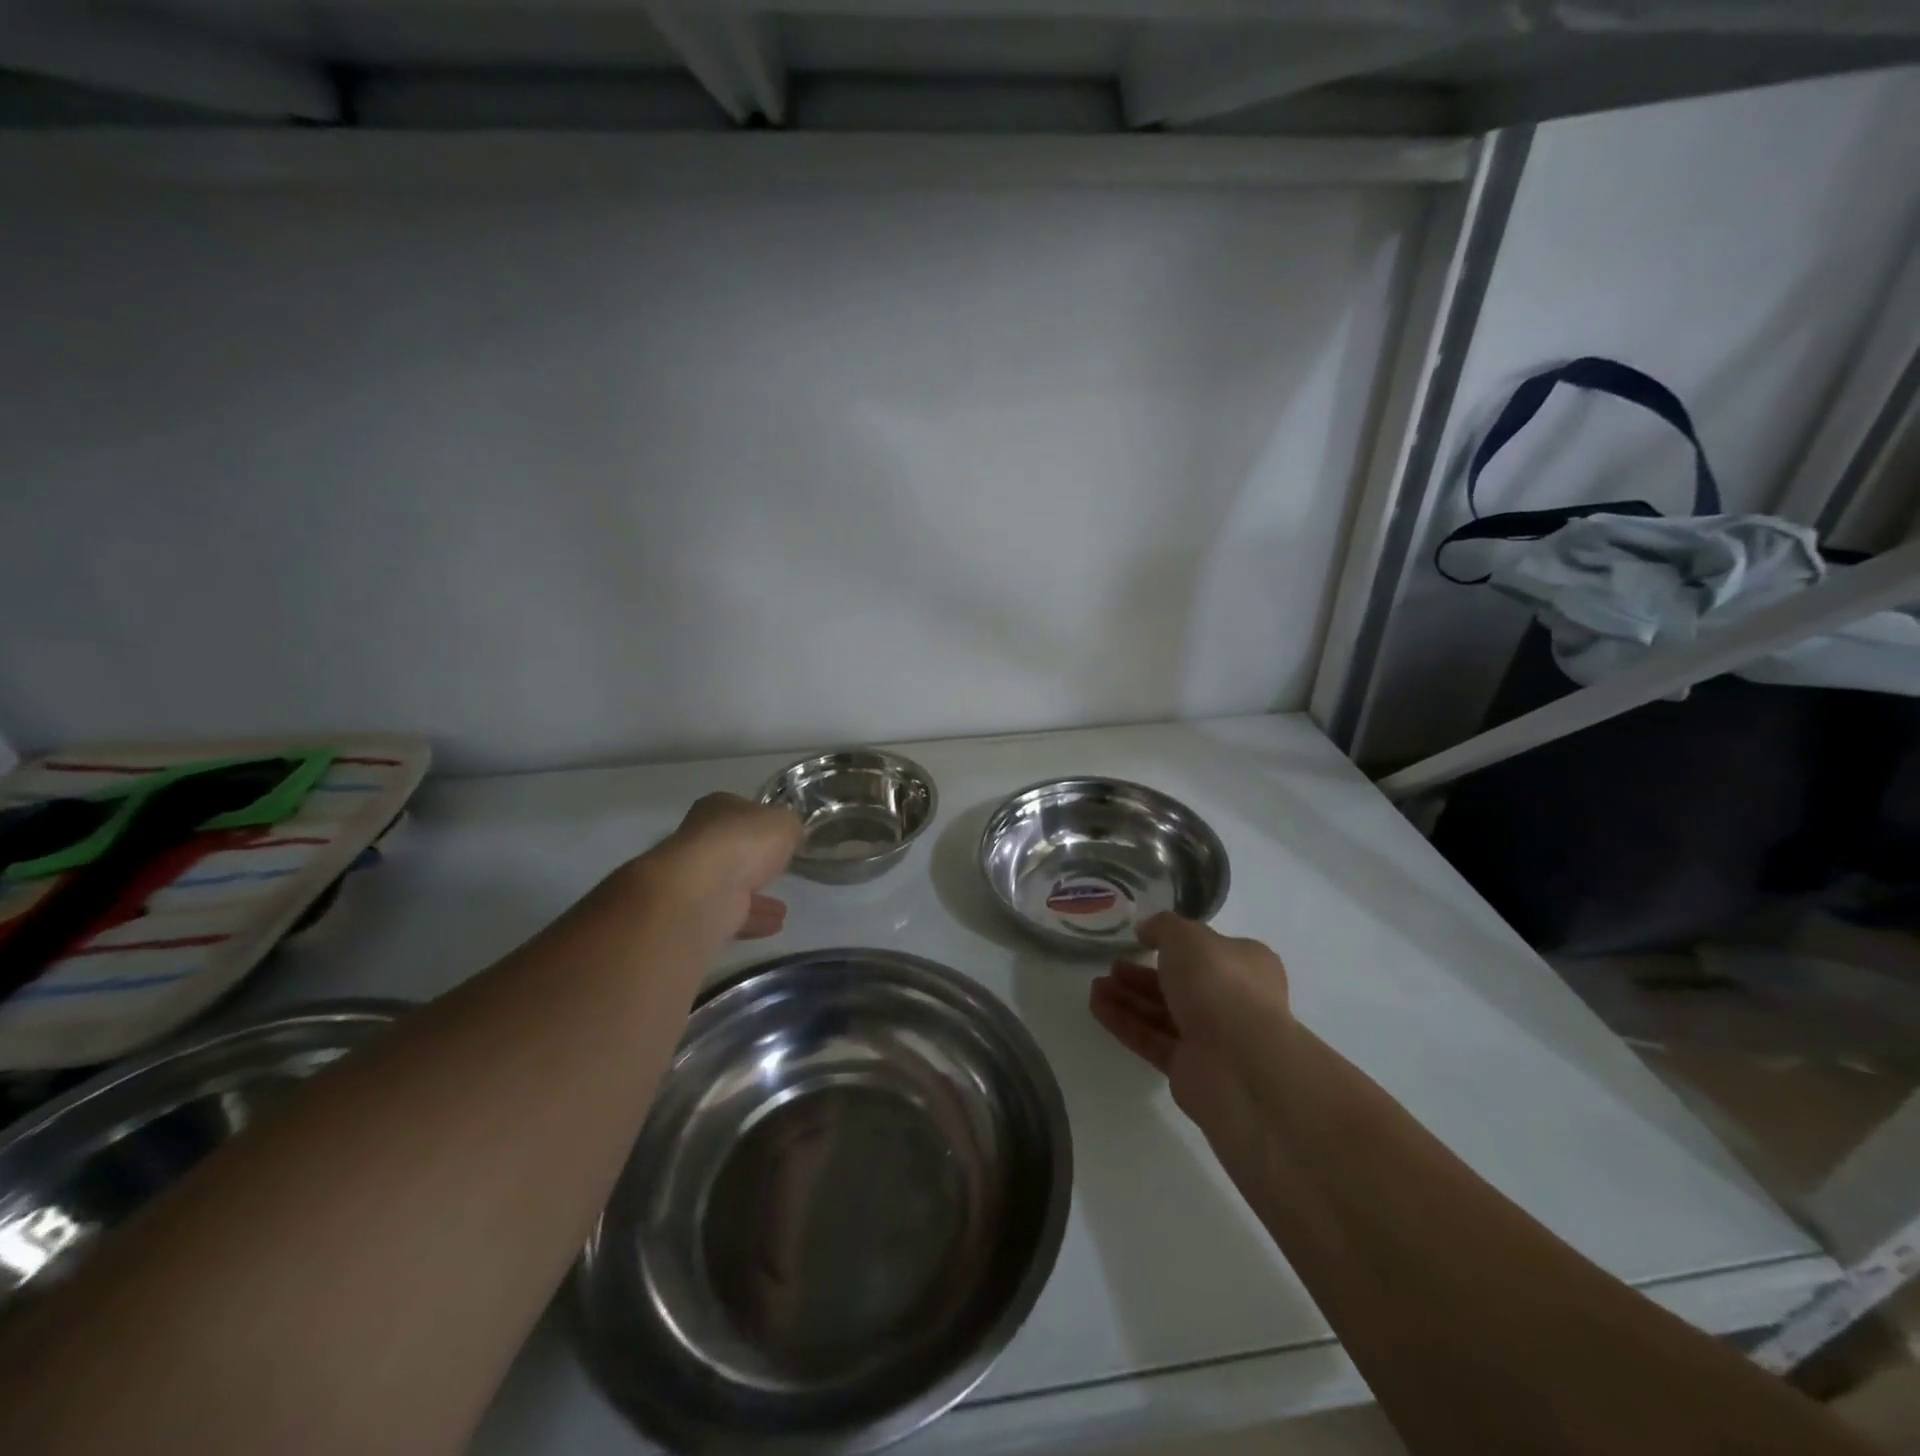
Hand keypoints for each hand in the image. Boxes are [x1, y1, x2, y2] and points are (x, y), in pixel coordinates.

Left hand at [642, 792, 803, 941]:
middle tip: (779, 870)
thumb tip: (790, 834)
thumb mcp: (785, 822)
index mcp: (717, 808)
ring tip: (783, 908)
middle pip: (734, 848)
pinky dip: (753, 918)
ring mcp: (697, 877)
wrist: (705, 890)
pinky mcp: (698, 910)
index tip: (782, 837)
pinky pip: (732, 912)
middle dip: (755, 861)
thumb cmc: (745, 842)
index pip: (742, 811)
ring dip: (756, 895)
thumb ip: (790, 827)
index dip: (763, 822)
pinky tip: (775, 923)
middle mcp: (701, 838)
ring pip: (732, 884)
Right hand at [1090, 914, 1293, 1149]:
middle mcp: (1232, 1000)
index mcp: (1245, 964)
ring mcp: (1212, 1037)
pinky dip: (1125, 1023)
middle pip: (1180, 983)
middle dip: (1143, 974)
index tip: (1142, 939)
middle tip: (1113, 966)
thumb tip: (1146, 931)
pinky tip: (1097, 1007)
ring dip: (1129, 998)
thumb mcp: (1186, 936)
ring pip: (1163, 1012)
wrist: (1239, 1063)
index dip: (1176, 943)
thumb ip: (1163, 927)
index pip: (1209, 950)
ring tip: (1095, 986)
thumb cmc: (1218, 983)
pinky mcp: (1189, 1067)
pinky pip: (1152, 1039)